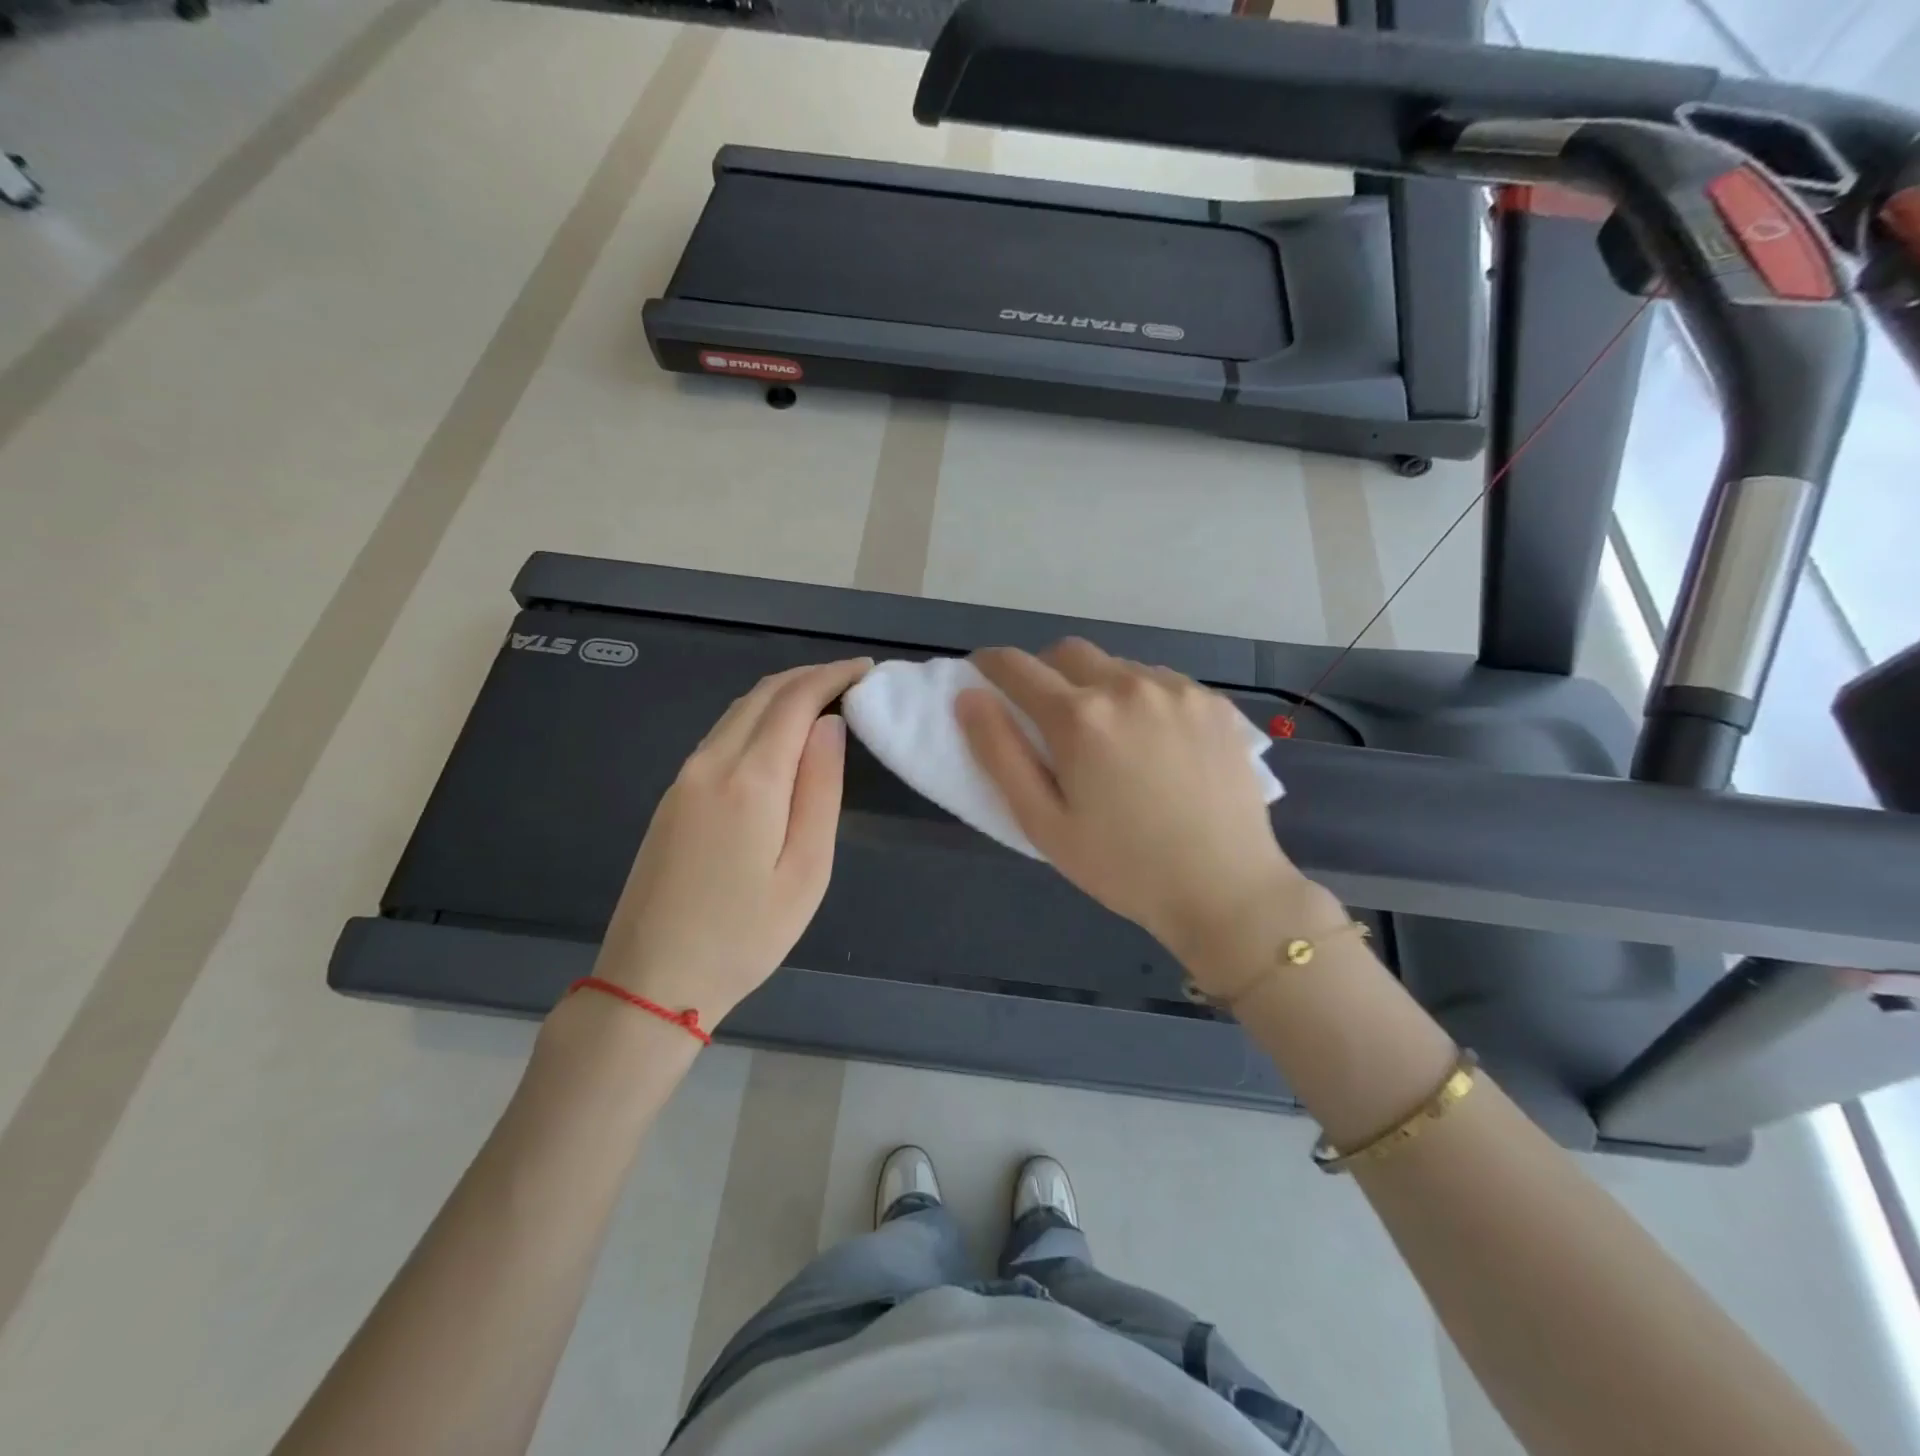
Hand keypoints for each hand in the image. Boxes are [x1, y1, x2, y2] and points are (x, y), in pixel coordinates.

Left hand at [594, 658, 872, 1029]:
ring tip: (823, 700)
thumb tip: (830, 725)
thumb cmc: (745, 935)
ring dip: (781, 694)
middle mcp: (710, 763)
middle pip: (762, 694)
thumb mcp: (806, 870)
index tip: (867, 669)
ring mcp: (684, 778)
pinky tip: (779, 735)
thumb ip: (820, 789)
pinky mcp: (672, 796)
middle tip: (851, 679)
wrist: (652, 980)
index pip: (795, 700)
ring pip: (737, 711)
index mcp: (750, 779)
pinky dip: (757, 717)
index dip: (832, 675)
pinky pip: (721, 735)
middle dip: (809, 676)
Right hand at [956, 640, 1319, 978]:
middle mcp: (1127, 686)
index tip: (982, 672)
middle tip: (1047, 715)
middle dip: (1045, 672)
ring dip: (1098, 686)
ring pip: (1117, 665)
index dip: (990, 664)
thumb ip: (999, 754)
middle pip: (1068, 652)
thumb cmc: (1121, 866)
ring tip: (1109, 737)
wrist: (1225, 889)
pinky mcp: (1214, 702)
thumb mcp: (1043, 823)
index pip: (1017, 667)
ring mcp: (1177, 690)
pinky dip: (1141, 698)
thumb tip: (969, 697)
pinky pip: (1161, 682)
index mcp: (1080, 717)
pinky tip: (1154, 742)